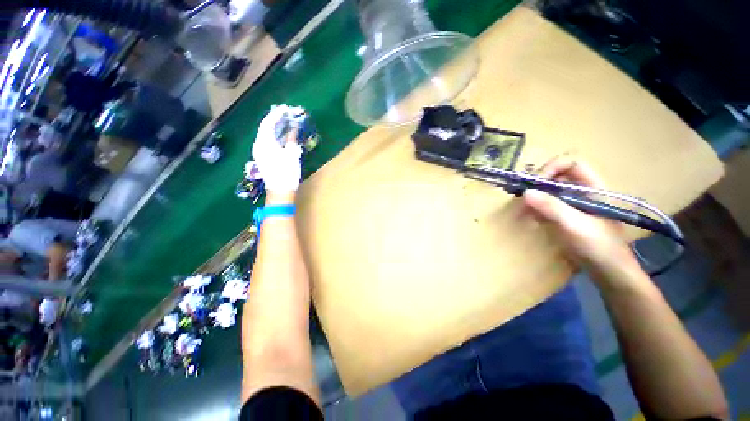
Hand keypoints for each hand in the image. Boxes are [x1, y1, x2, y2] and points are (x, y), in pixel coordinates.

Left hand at [252, 105, 302, 192]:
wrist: (280, 190)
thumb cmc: (286, 173)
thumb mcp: (292, 155)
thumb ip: (291, 140)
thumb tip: (293, 129)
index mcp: (265, 143)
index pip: (268, 123)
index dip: (276, 115)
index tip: (285, 108)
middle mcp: (259, 145)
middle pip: (265, 127)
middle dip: (275, 119)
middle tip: (285, 113)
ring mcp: (259, 151)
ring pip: (265, 134)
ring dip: (275, 127)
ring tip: (285, 121)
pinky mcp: (263, 157)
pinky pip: (267, 141)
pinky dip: (274, 135)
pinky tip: (281, 135)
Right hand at [522, 156, 638, 275]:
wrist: (608, 272)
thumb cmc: (598, 246)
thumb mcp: (575, 225)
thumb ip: (552, 207)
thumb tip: (525, 193)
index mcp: (592, 187)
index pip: (571, 164)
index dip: (551, 168)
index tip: (535, 183)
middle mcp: (581, 192)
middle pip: (556, 176)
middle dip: (537, 184)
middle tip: (522, 196)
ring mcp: (571, 205)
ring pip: (548, 191)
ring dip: (533, 197)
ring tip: (521, 210)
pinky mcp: (564, 216)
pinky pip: (545, 205)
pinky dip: (534, 209)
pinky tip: (528, 218)